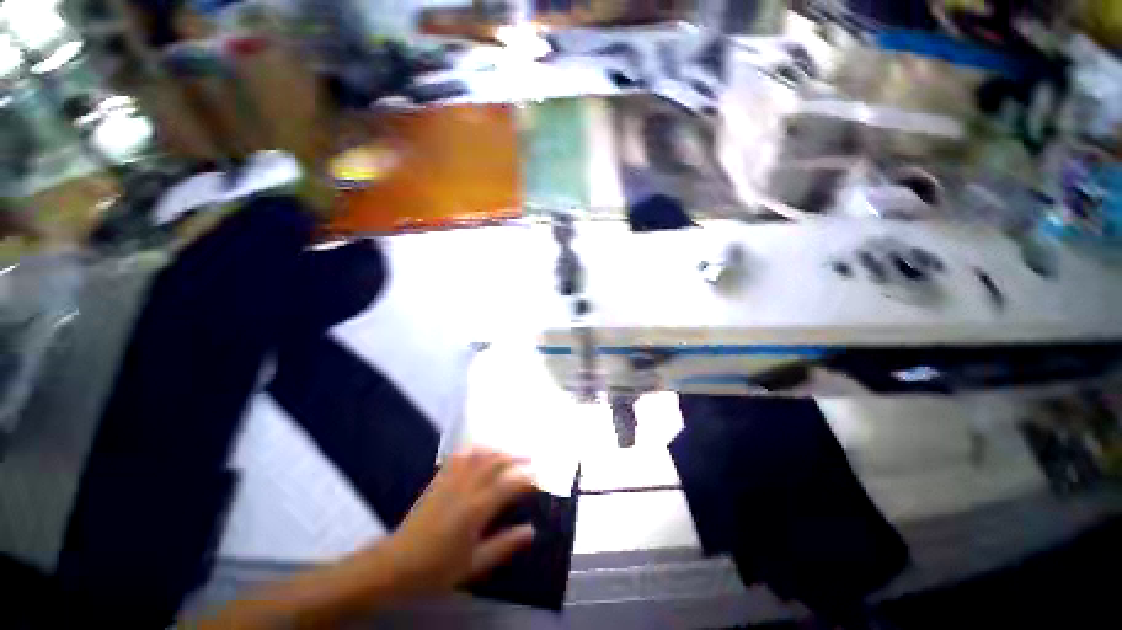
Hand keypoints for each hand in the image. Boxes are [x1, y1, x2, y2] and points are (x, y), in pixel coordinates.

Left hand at [379, 448, 536, 595]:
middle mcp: (466, 488)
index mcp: (477, 509)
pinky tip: (479, 450)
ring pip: (479, 456)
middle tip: (530, 460)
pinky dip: (473, 450)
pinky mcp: (438, 479)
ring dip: (498, 451)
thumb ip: (505, 545)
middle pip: (496, 463)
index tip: (538, 478)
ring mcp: (451, 480)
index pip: (509, 485)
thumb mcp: (475, 564)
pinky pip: (459, 457)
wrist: (396, 564)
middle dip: (516, 458)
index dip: (526, 479)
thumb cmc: (437, 569)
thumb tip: (531, 531)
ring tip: (510, 453)